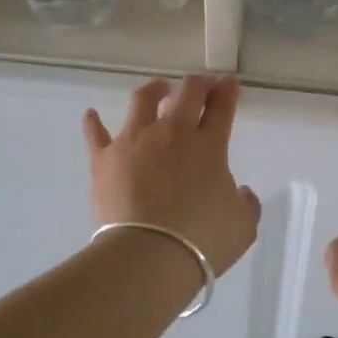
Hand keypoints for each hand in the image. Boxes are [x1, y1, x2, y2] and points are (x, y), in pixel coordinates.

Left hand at [83, 75, 260, 275]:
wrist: (148, 255)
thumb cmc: (202, 241)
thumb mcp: (243, 226)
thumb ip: (245, 203)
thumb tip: (240, 192)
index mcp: (209, 146)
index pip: (221, 108)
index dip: (227, 91)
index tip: (229, 82)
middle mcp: (172, 134)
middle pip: (186, 94)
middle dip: (197, 84)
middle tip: (201, 85)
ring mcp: (134, 142)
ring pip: (142, 101)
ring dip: (154, 90)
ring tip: (158, 88)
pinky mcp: (104, 159)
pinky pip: (96, 134)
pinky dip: (94, 123)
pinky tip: (91, 115)